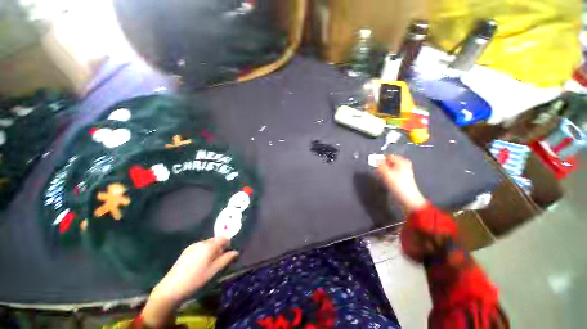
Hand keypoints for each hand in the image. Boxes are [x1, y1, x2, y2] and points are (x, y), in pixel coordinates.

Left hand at [142, 238, 238, 326]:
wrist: (171, 288)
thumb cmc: (197, 279)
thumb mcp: (214, 271)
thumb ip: (226, 259)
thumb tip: (236, 252)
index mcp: (209, 245)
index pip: (224, 237)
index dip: (228, 243)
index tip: (227, 254)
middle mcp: (201, 242)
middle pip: (215, 240)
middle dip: (219, 248)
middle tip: (217, 262)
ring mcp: (192, 246)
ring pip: (207, 244)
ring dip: (211, 251)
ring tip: (207, 265)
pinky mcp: (186, 251)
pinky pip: (199, 248)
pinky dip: (203, 253)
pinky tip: (198, 265)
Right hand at [376, 155, 426, 212]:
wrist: (408, 198)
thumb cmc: (397, 184)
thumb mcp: (386, 173)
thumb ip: (379, 165)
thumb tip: (374, 159)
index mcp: (401, 161)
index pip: (387, 156)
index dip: (380, 160)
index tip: (374, 165)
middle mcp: (404, 164)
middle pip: (389, 162)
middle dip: (382, 165)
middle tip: (377, 171)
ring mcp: (404, 171)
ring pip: (390, 167)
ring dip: (384, 171)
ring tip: (380, 176)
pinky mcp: (402, 177)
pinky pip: (392, 172)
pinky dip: (387, 174)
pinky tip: (385, 180)